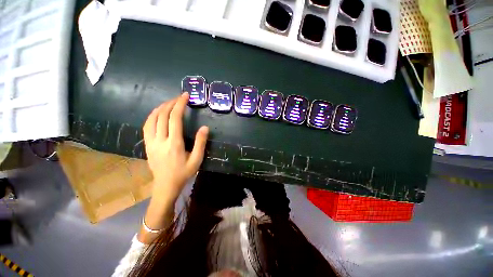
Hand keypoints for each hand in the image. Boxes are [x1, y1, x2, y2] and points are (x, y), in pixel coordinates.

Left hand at [143, 92, 208, 203]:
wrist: (166, 185)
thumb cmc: (183, 173)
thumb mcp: (197, 160)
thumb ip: (201, 143)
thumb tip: (204, 127)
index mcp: (174, 144)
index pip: (175, 119)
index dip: (180, 105)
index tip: (185, 96)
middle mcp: (160, 141)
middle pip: (162, 116)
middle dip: (170, 103)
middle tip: (179, 98)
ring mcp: (150, 142)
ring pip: (151, 119)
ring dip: (160, 108)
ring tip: (169, 103)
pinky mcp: (147, 145)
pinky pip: (146, 126)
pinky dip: (152, 116)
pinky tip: (158, 113)